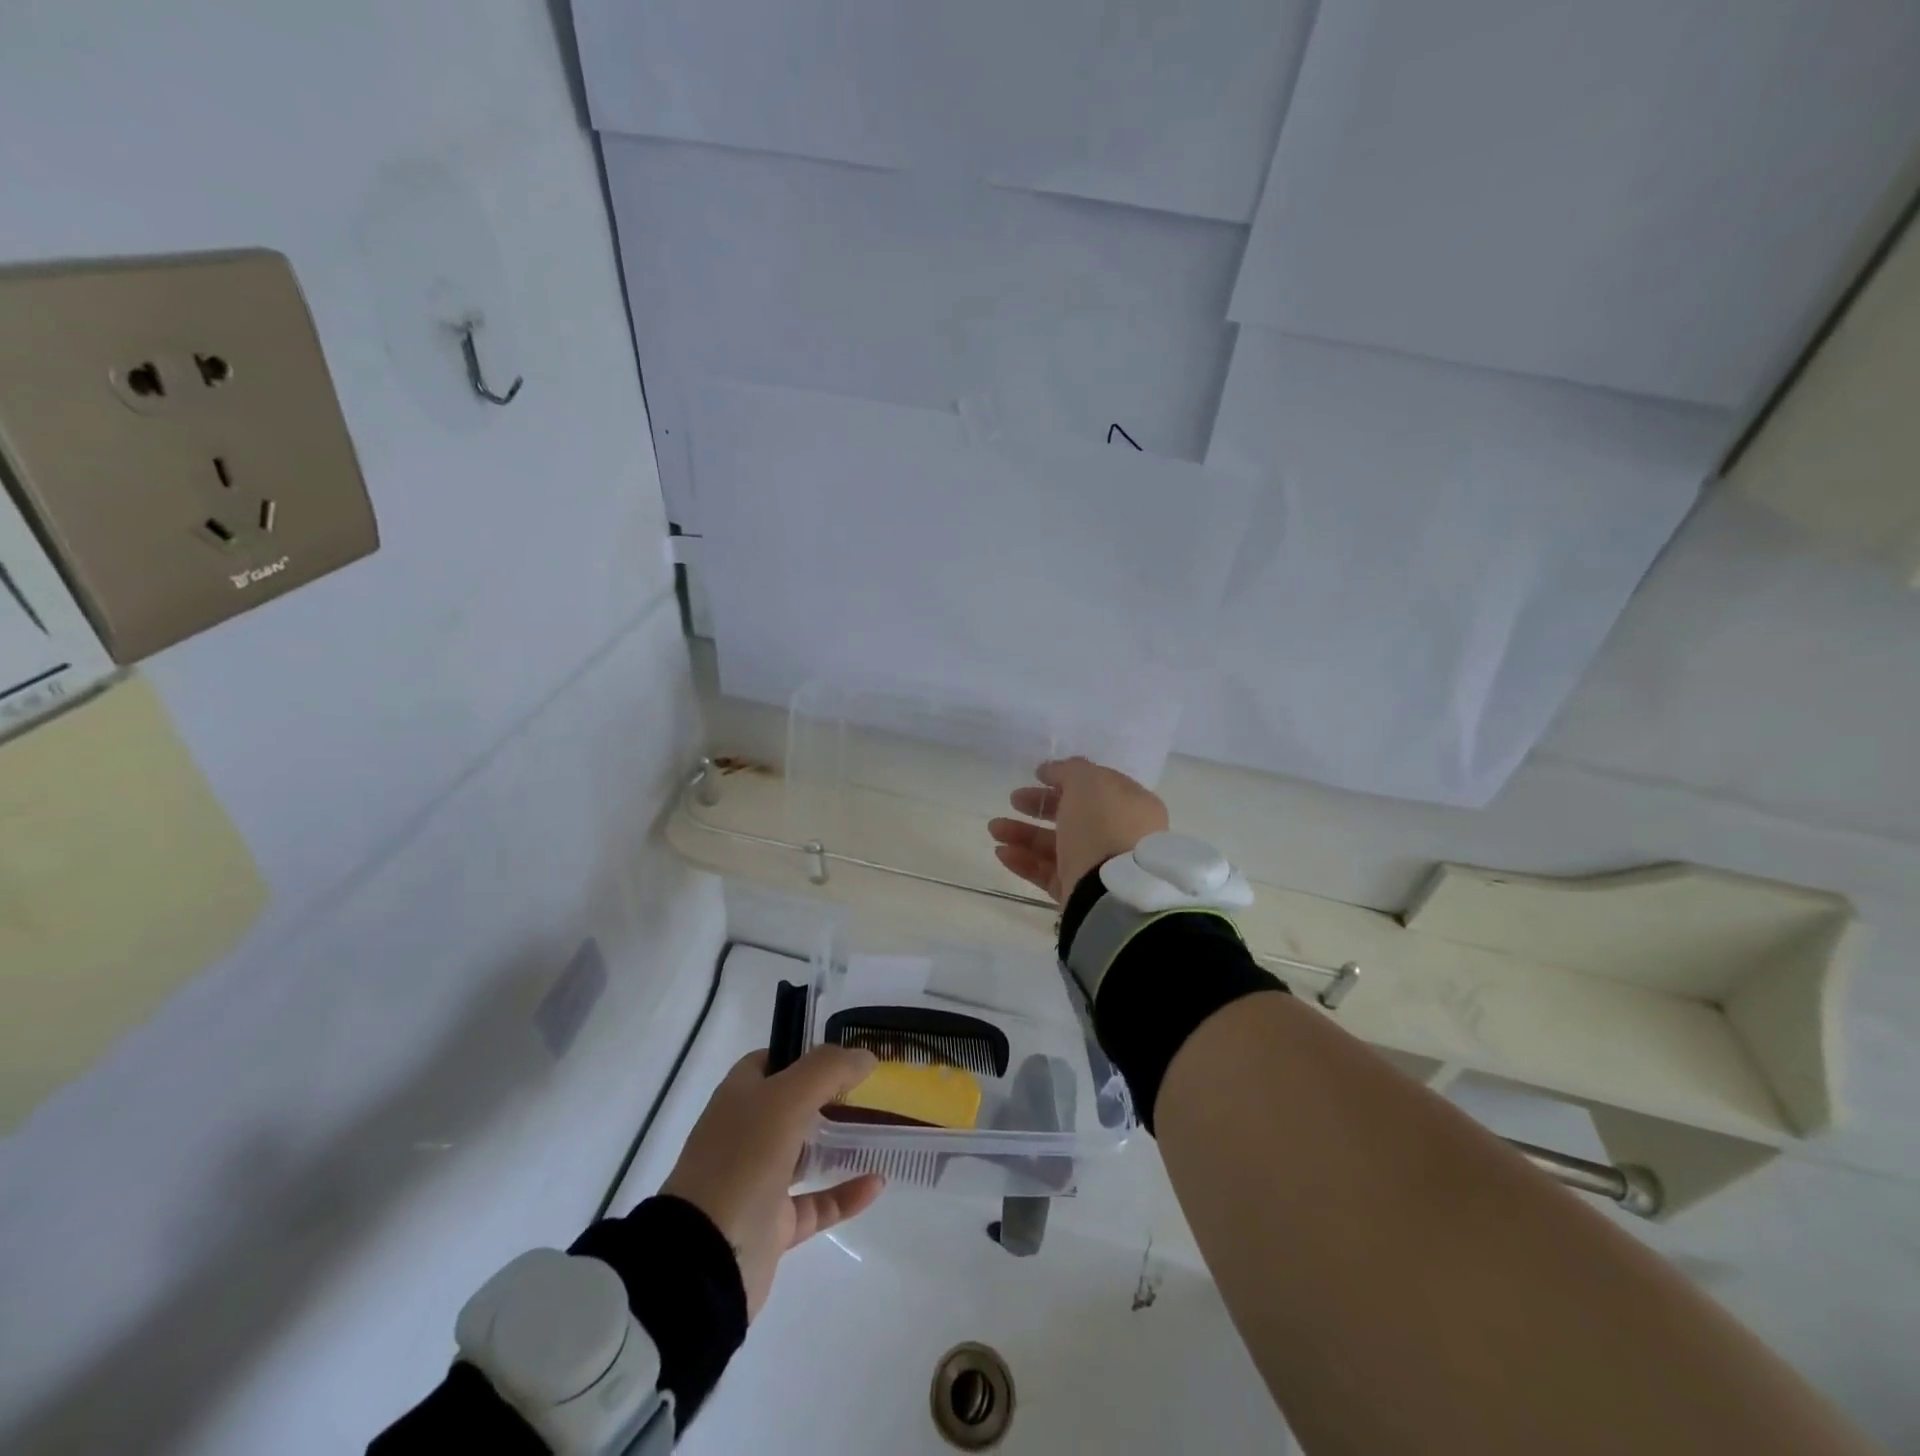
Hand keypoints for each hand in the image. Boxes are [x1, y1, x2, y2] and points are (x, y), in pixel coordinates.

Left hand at [661, 1046, 884, 1317]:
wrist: (704, 1261)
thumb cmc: (742, 1161)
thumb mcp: (785, 1099)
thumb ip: (828, 1070)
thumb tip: (866, 1056)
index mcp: (739, 1098)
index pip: (770, 1062)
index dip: (803, 1054)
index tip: (843, 1057)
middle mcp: (745, 1134)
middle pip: (791, 1106)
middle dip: (828, 1097)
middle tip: (870, 1091)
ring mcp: (758, 1181)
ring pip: (804, 1154)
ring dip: (839, 1143)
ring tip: (878, 1131)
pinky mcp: (773, 1226)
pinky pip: (817, 1202)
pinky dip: (846, 1193)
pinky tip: (877, 1183)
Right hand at [988, 756, 1169, 903]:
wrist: (1112, 892)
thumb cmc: (1105, 825)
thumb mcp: (1088, 783)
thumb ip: (1070, 770)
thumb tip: (1054, 770)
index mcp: (1130, 805)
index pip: (1095, 787)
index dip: (1065, 779)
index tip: (1036, 775)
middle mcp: (1118, 836)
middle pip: (1073, 816)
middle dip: (1039, 806)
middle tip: (1014, 800)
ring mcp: (1098, 867)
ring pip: (1056, 845)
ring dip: (1023, 834)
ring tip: (994, 829)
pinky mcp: (1078, 893)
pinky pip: (1048, 873)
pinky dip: (1025, 861)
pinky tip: (1002, 853)